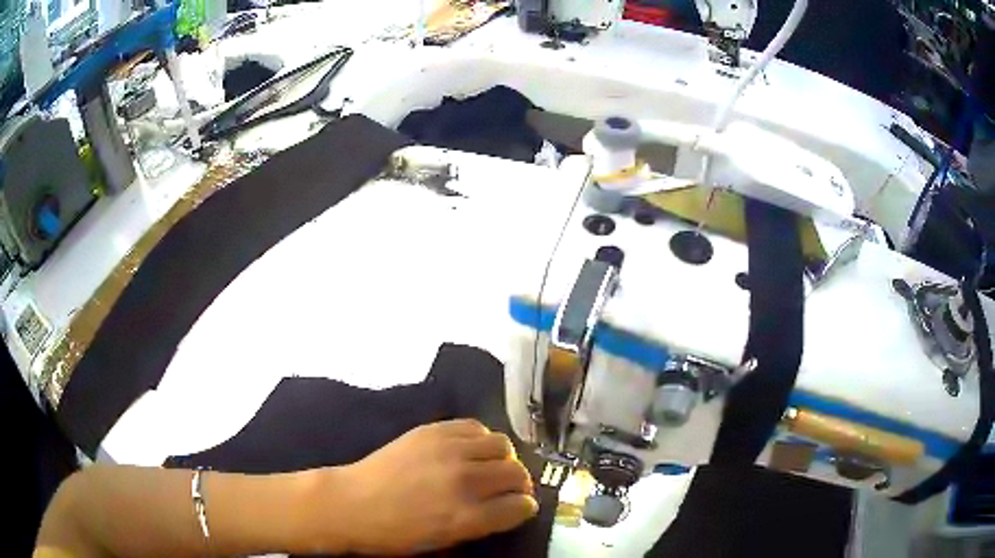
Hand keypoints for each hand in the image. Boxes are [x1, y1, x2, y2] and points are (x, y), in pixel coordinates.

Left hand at [309, 419, 538, 554]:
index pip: (520, 506)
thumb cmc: (395, 534)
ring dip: (503, 458)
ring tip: (490, 466)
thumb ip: (482, 524)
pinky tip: (470, 449)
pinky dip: (481, 438)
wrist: (352, 504)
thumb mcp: (443, 541)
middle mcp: (465, 481)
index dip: (524, 508)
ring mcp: (449, 451)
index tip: (520, 507)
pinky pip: (474, 426)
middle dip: (520, 484)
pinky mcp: (432, 430)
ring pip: (502, 445)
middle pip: (517, 474)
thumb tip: (508, 508)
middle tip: (509, 489)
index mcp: (467, 517)